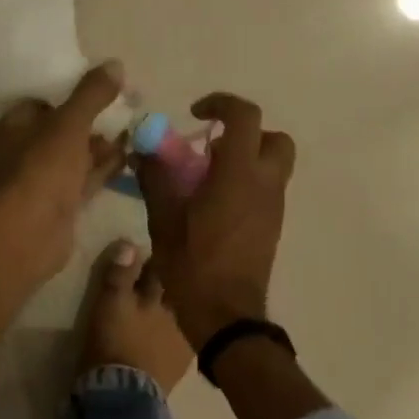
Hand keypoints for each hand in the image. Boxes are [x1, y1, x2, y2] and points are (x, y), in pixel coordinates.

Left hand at [0, 62, 128, 285]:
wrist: (32, 232)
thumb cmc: (42, 168)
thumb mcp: (69, 123)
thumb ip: (91, 94)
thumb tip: (115, 64)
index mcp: (8, 129)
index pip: (38, 104)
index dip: (68, 97)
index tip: (99, 92)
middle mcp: (17, 154)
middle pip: (58, 132)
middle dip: (90, 125)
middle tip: (123, 114)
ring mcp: (37, 183)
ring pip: (72, 158)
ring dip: (99, 149)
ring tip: (132, 135)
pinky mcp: (56, 207)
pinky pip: (81, 182)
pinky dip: (101, 171)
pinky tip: (128, 160)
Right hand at [136, 92, 294, 349]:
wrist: (226, 315)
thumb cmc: (193, 265)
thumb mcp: (164, 219)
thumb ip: (156, 178)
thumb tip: (144, 150)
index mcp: (239, 174)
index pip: (245, 117)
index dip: (221, 104)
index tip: (195, 113)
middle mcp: (266, 184)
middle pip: (274, 138)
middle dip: (245, 133)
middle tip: (212, 146)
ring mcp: (274, 207)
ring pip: (273, 165)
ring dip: (246, 159)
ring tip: (207, 178)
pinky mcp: (273, 226)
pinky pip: (267, 189)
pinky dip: (247, 182)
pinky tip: (215, 205)